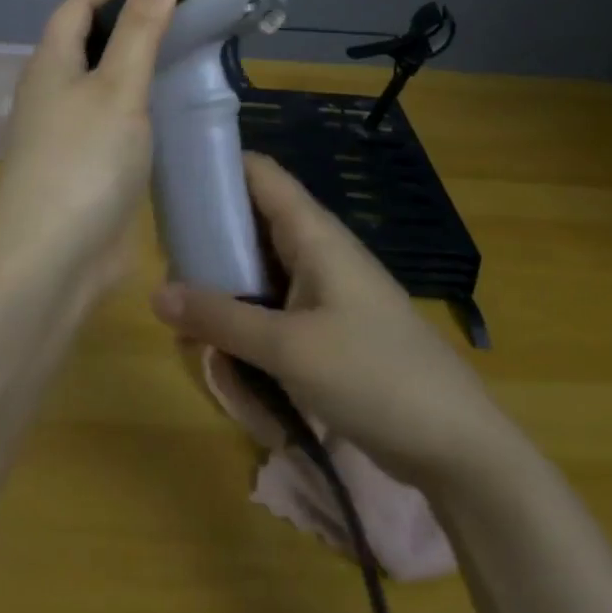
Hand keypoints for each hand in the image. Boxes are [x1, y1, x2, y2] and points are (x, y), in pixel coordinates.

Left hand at [0, 0, 178, 286]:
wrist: (51, 260)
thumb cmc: (84, 161)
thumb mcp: (119, 86)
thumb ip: (141, 28)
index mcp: (50, 63)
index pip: (77, 7)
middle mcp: (51, 92)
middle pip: (87, 43)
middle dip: (128, 26)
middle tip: (184, 20)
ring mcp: (64, 134)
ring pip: (100, 85)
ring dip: (135, 69)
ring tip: (185, 60)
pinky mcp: (82, 169)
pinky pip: (111, 123)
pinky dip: (138, 110)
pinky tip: (168, 115)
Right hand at [151, 154, 510, 487]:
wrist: (456, 444)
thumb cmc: (374, 376)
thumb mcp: (289, 349)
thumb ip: (221, 320)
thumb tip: (156, 294)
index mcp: (313, 233)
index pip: (258, 173)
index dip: (215, 168)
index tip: (169, 187)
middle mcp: (315, 250)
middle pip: (249, 224)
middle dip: (207, 246)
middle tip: (166, 275)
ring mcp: (322, 290)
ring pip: (257, 273)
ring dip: (223, 297)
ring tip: (189, 332)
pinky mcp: (325, 326)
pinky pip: (273, 310)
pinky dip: (246, 327)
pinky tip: (226, 360)